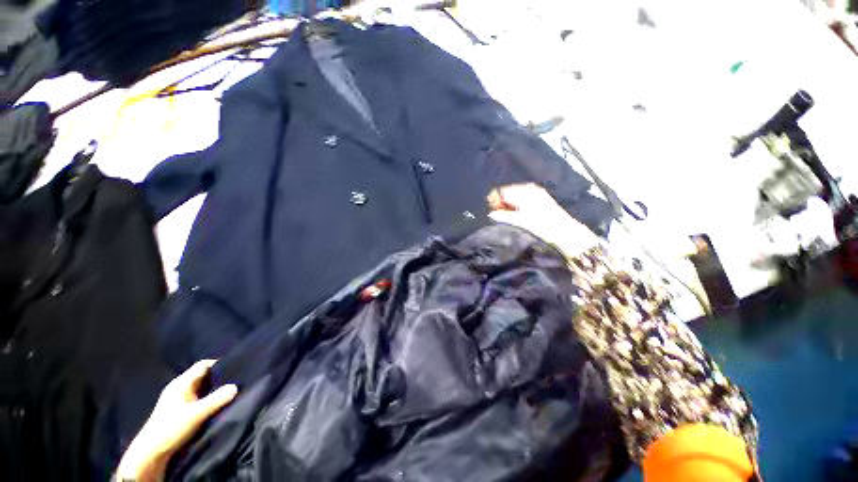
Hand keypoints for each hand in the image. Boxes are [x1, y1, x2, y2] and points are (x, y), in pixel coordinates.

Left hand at [116, 360, 237, 481]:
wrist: (152, 453)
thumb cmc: (171, 428)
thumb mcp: (196, 414)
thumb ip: (216, 400)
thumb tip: (236, 386)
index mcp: (181, 383)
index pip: (203, 365)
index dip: (219, 363)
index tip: (236, 365)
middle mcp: (180, 388)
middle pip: (203, 376)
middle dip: (219, 376)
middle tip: (237, 377)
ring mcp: (180, 400)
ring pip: (202, 388)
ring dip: (215, 388)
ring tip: (231, 389)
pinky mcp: (181, 410)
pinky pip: (200, 398)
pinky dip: (210, 398)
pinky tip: (218, 403)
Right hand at [488, 183, 599, 257]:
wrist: (565, 233)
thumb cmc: (541, 227)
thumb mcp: (518, 222)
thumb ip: (502, 216)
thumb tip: (491, 214)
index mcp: (524, 192)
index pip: (501, 191)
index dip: (494, 201)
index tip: (492, 211)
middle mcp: (530, 188)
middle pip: (508, 192)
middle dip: (502, 203)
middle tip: (499, 215)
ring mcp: (537, 193)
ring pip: (515, 196)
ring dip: (510, 205)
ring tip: (509, 217)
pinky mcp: (541, 198)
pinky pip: (523, 198)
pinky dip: (518, 205)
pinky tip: (519, 215)